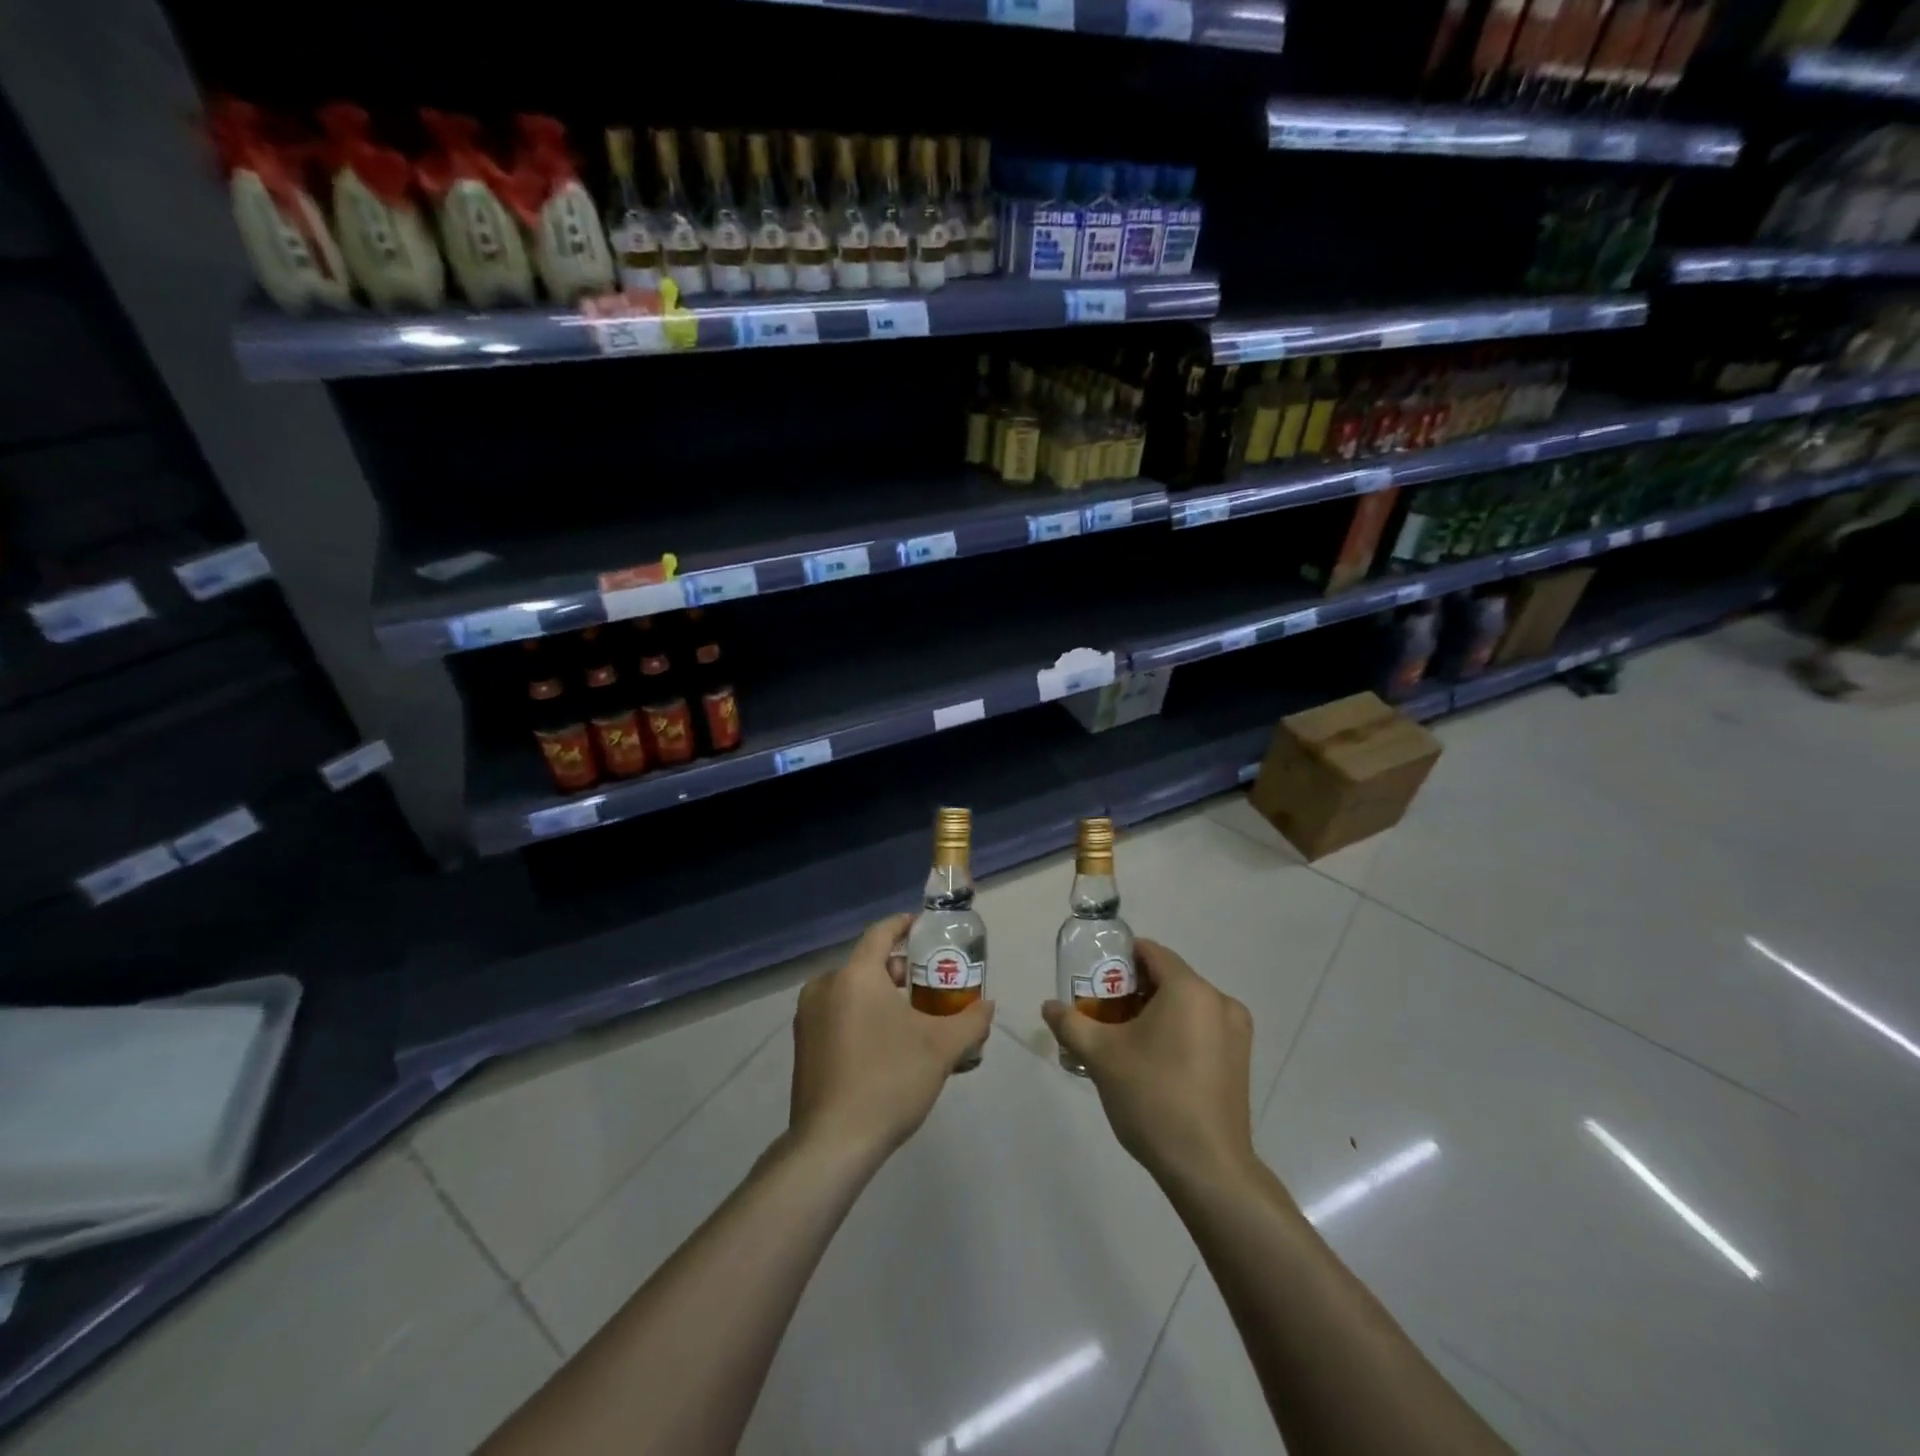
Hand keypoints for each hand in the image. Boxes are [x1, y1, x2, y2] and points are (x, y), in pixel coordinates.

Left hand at [789, 914, 994, 1161]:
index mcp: (855, 976)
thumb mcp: (941, 1049)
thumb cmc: (889, 1081)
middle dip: (898, 970)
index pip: (881, 933)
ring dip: (879, 996)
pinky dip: (860, 1017)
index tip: (924, 928)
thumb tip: (987, 1006)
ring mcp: (808, 1017)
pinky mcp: (802, 1045)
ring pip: (851, 991)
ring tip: (910, 1019)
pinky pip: (837, 1015)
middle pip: (867, 964)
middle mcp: (825, 987)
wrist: (832, 1144)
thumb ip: (970, 1021)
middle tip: (928, 984)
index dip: (904, 925)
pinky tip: (883, 1045)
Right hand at [1042, 939, 1256, 1189]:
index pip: (1151, 952)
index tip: (1094, 978)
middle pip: (1168, 979)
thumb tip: (1049, 1006)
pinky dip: (1176, 1032)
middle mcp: (1219, 1001)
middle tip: (1102, 1012)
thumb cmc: (1152, 1098)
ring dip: (1155, 1012)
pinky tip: (1154, 1062)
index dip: (1119, 959)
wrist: (1208, 1168)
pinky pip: (1202, 1028)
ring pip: (1186, 1005)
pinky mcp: (1241, 1060)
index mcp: (1189, 989)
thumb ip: (1071, 1023)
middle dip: (1133, 990)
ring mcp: (1236, 1032)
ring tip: (1124, 1040)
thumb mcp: (1101, 1056)